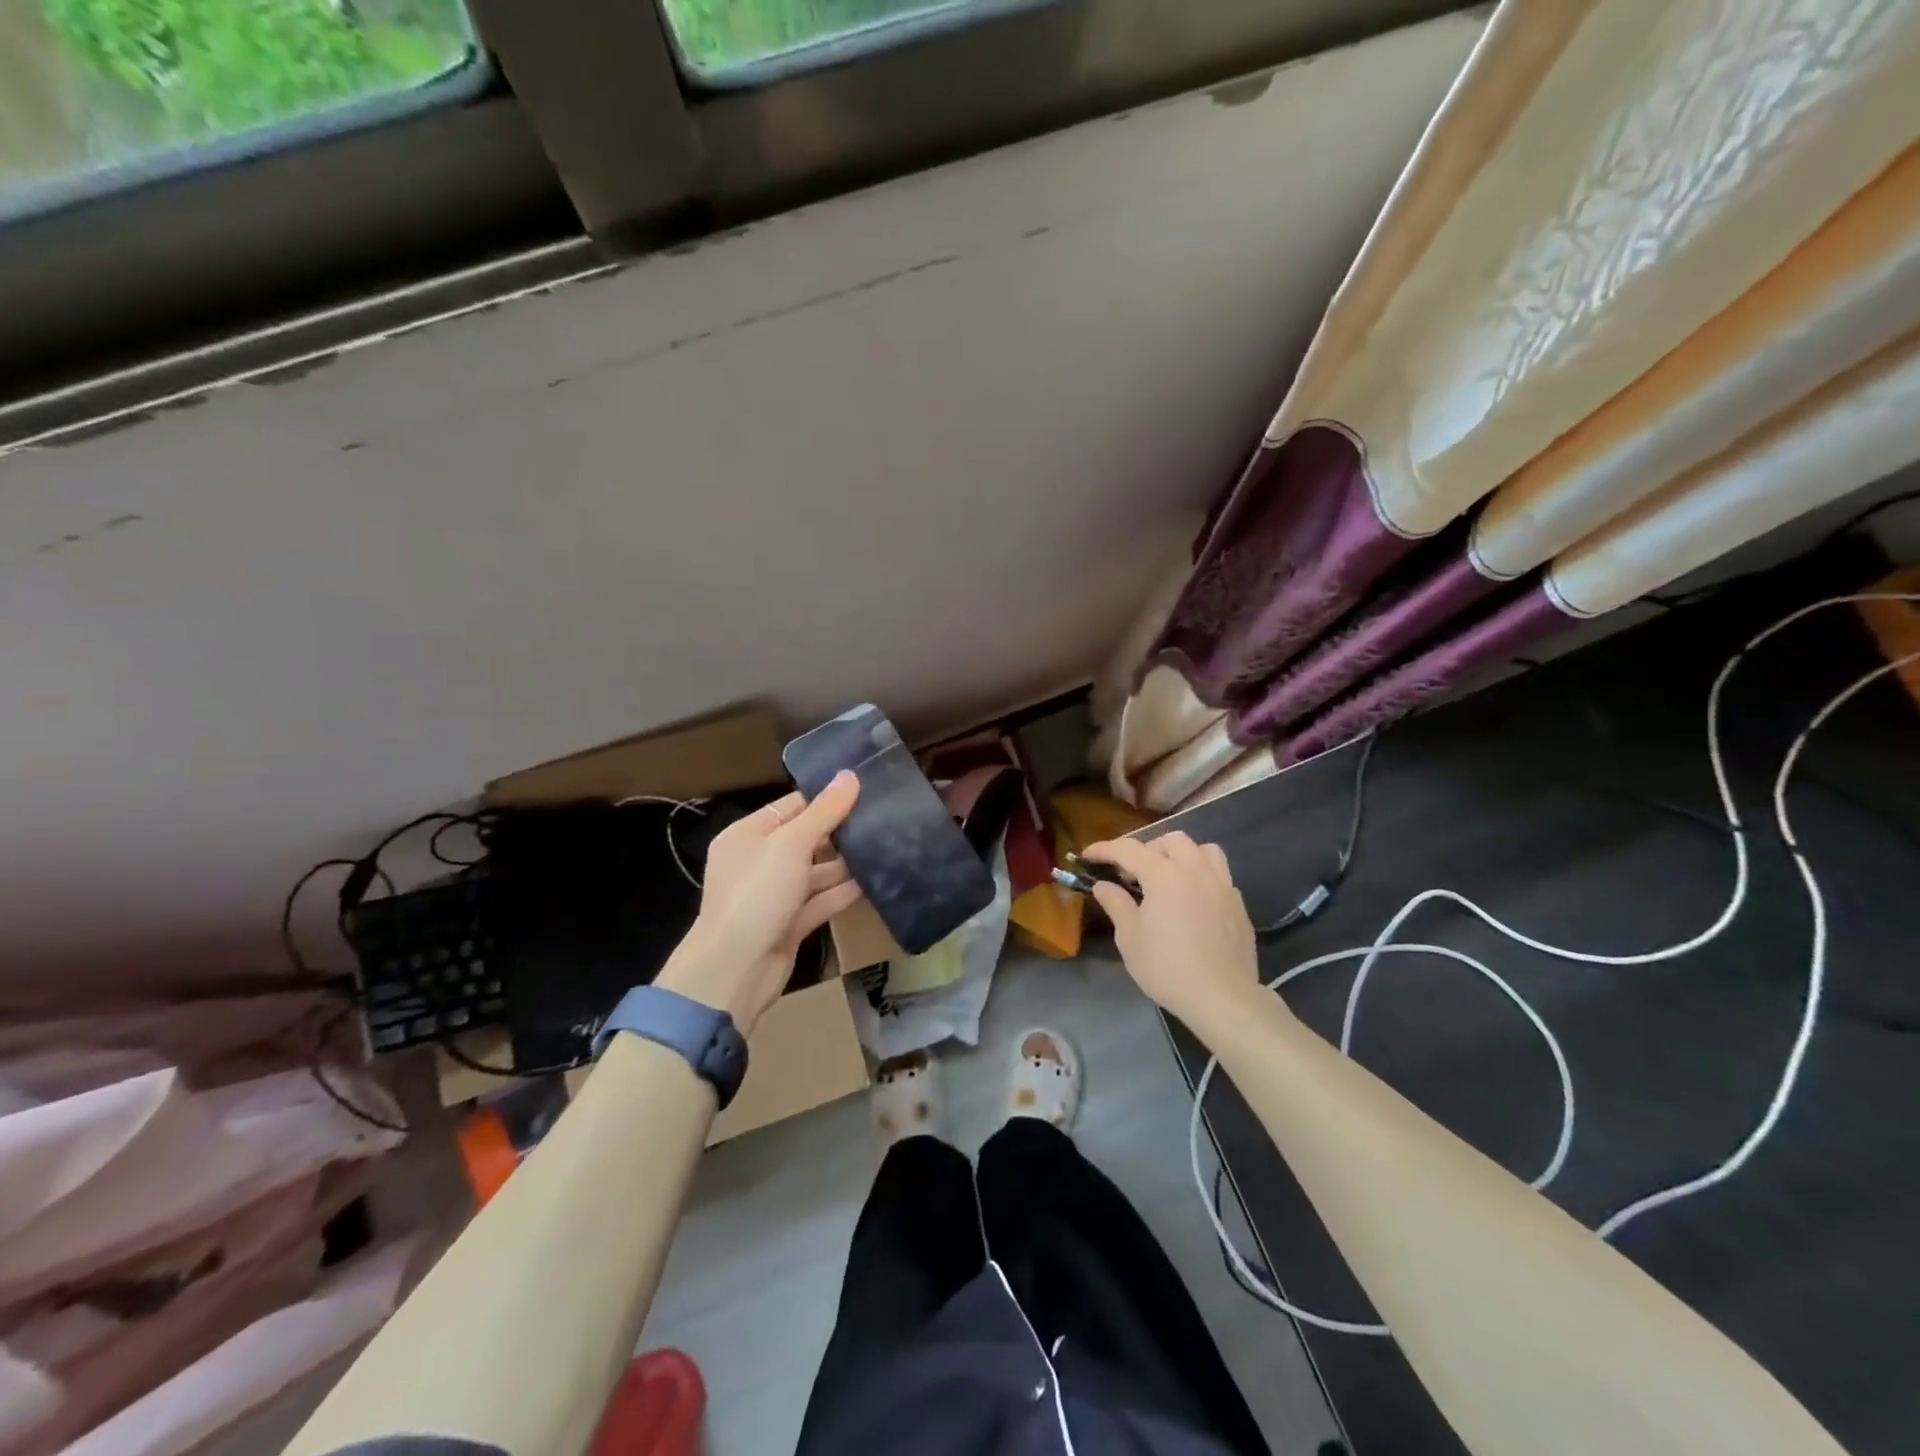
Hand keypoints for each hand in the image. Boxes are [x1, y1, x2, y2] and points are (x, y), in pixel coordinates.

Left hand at [656, 772, 863, 1034]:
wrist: (735, 970)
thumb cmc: (757, 894)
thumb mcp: (791, 845)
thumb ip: (824, 812)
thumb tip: (850, 775)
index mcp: (748, 835)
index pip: (792, 807)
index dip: (826, 798)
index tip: (865, 789)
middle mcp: (759, 861)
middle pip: (805, 839)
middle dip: (840, 831)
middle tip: (882, 817)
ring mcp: (773, 894)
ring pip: (815, 872)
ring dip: (845, 864)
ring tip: (884, 848)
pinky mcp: (789, 922)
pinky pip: (819, 901)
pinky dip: (842, 893)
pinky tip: (873, 883)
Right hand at [1080, 833, 1263, 1033]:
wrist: (1221, 997)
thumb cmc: (1167, 968)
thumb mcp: (1130, 938)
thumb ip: (1116, 904)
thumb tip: (1104, 886)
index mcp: (1164, 874)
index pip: (1128, 849)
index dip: (1104, 849)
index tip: (1087, 855)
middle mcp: (1195, 869)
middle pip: (1170, 841)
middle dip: (1147, 849)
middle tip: (1132, 874)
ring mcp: (1222, 885)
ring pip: (1203, 850)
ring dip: (1182, 855)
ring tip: (1169, 877)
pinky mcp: (1238, 904)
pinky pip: (1219, 875)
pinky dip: (1202, 876)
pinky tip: (1193, 900)